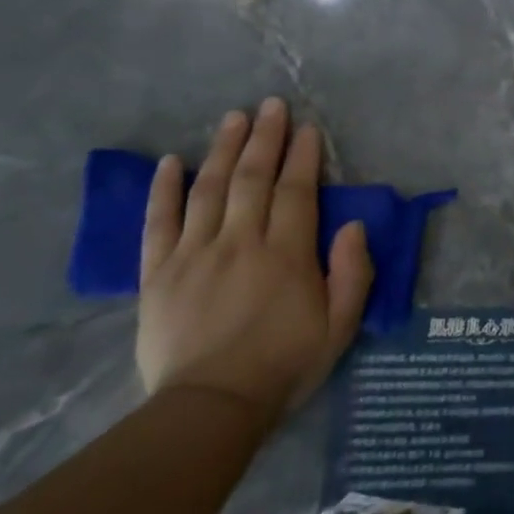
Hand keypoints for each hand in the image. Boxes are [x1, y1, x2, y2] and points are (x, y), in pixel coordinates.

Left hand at [136, 98, 373, 423]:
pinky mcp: (159, 273)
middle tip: (271, 105)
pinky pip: (159, 222)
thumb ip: (352, 272)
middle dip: (265, 138)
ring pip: (209, 189)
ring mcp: (195, 253)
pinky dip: (163, 189)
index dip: (303, 156)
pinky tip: (170, 162)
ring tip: (233, 117)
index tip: (307, 129)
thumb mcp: (340, 326)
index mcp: (286, 253)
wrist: (211, 408)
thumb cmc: (284, 366)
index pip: (296, 190)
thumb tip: (354, 225)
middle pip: (253, 178)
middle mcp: (240, 241)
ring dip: (222, 149)